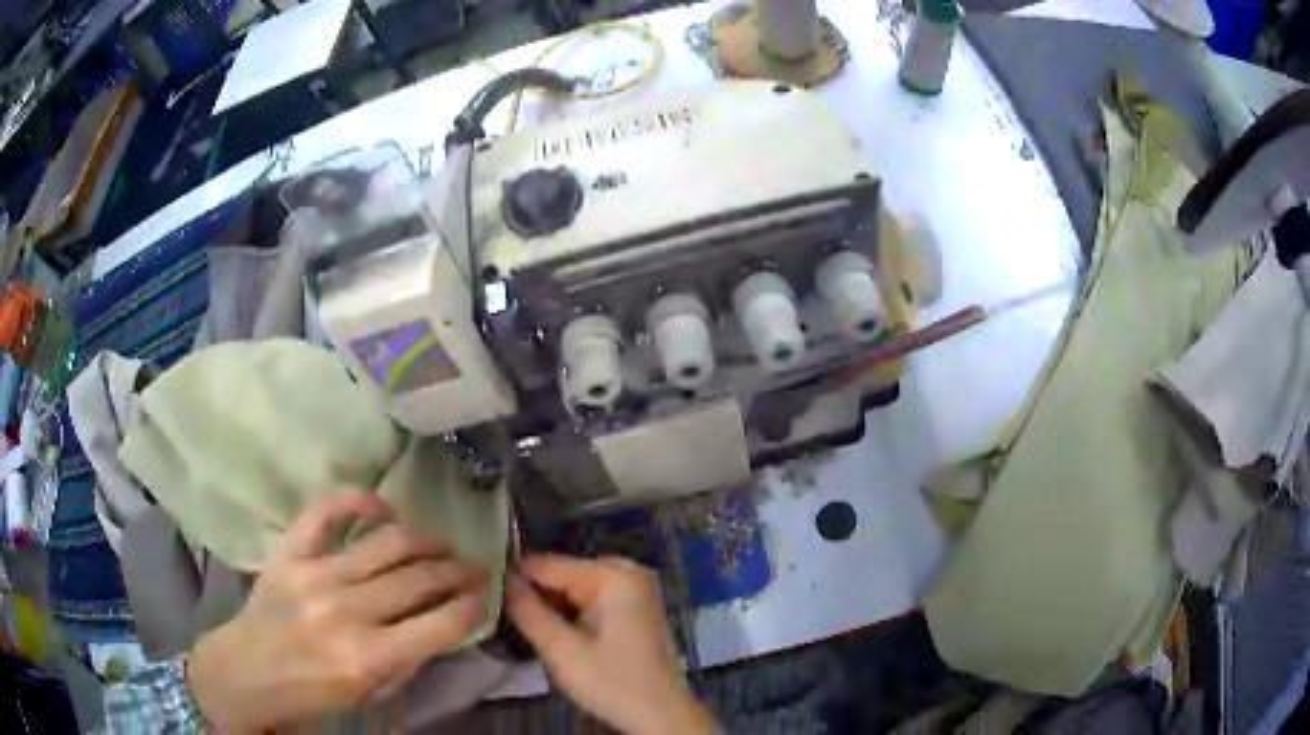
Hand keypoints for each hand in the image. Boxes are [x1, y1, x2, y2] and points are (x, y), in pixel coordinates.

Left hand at [187, 493, 488, 730]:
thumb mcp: (369, 693)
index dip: (472, 604)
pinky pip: (325, 512)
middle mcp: (346, 611)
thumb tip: (443, 621)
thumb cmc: (311, 693)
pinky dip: (357, 501)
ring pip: (387, 543)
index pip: (440, 622)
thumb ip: (408, 658)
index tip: (485, 594)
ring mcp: (314, 574)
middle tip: (474, 565)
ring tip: (440, 544)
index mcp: (368, 657)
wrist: (246, 672)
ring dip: (425, 540)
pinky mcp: (289, 553)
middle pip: (419, 578)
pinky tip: (382, 507)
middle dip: (458, 570)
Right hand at [506, 554, 714, 734]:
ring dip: (552, 605)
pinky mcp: (635, 605)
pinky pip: (592, 597)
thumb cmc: (612, 683)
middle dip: (536, 593)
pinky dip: (572, 611)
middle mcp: (628, 570)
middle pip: (563, 573)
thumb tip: (502, 578)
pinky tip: (557, 631)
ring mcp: (635, 587)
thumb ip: (528, 611)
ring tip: (526, 625)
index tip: (485, 592)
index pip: (547, 564)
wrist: (660, 714)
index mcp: (613, 575)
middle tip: (507, 617)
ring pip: (575, 586)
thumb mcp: (561, 650)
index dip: (514, 577)